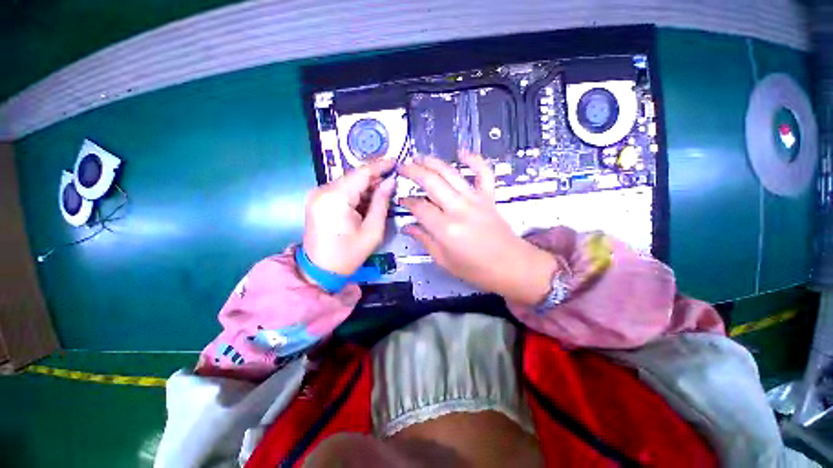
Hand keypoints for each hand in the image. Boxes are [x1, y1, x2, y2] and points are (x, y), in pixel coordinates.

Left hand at [303, 158, 395, 276]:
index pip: (362, 173)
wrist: (320, 270)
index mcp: (336, 198)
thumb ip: (381, 203)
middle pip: (354, 176)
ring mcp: (317, 194)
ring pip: (348, 182)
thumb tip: (390, 182)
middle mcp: (322, 190)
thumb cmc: (349, 254)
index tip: (396, 161)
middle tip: (393, 182)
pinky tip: (367, 201)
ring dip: (366, 186)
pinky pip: (341, 189)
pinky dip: (356, 192)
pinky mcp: (317, 199)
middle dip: (374, 178)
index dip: (380, 165)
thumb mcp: (372, 231)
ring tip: (382, 194)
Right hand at [399, 153, 558, 305]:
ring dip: (433, 162)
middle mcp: (458, 208)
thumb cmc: (476, 269)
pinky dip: (474, 159)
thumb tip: (407, 228)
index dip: (407, 201)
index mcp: (445, 228)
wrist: (511, 266)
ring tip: (419, 157)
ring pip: (451, 173)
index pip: (419, 206)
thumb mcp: (444, 260)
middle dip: (413, 171)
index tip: (401, 200)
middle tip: (402, 168)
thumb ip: (424, 240)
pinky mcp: (489, 196)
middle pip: (431, 182)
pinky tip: (462, 152)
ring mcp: (475, 199)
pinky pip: (483, 172)